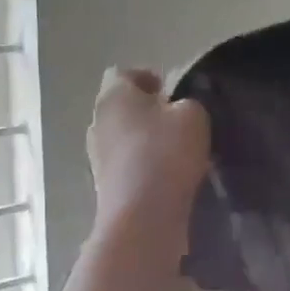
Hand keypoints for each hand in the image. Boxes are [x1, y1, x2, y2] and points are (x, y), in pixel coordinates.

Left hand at [87, 67, 209, 241]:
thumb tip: (178, 109)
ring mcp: (96, 156)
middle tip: (178, 123)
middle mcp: (97, 121)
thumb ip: (187, 103)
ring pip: (123, 138)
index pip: (125, 73)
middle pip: (122, 107)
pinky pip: (126, 166)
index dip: (149, 78)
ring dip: (145, 142)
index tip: (173, 93)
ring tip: (176, 154)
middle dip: (147, 112)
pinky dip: (143, 168)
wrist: (142, 217)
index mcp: (113, 94)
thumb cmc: (166, 154)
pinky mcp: (104, 186)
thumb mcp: (193, 116)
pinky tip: (167, 179)